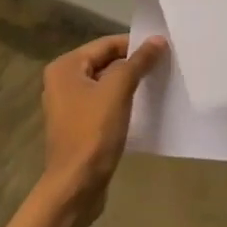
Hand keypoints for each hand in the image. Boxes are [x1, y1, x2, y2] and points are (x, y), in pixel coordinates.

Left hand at [39, 34, 166, 213]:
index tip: (163, 50)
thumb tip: (158, 40)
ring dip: (129, 84)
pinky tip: (143, 107)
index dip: (135, 45)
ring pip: (106, 84)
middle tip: (164, 66)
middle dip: (133, 64)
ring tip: (158, 84)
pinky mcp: (78, 126)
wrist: (75, 187)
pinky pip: (103, 103)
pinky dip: (122, 102)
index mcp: (65, 67)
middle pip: (106, 62)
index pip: (106, 44)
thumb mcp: (118, 91)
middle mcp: (63, 81)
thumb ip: (138, 62)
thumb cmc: (93, 133)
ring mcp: (69, 105)